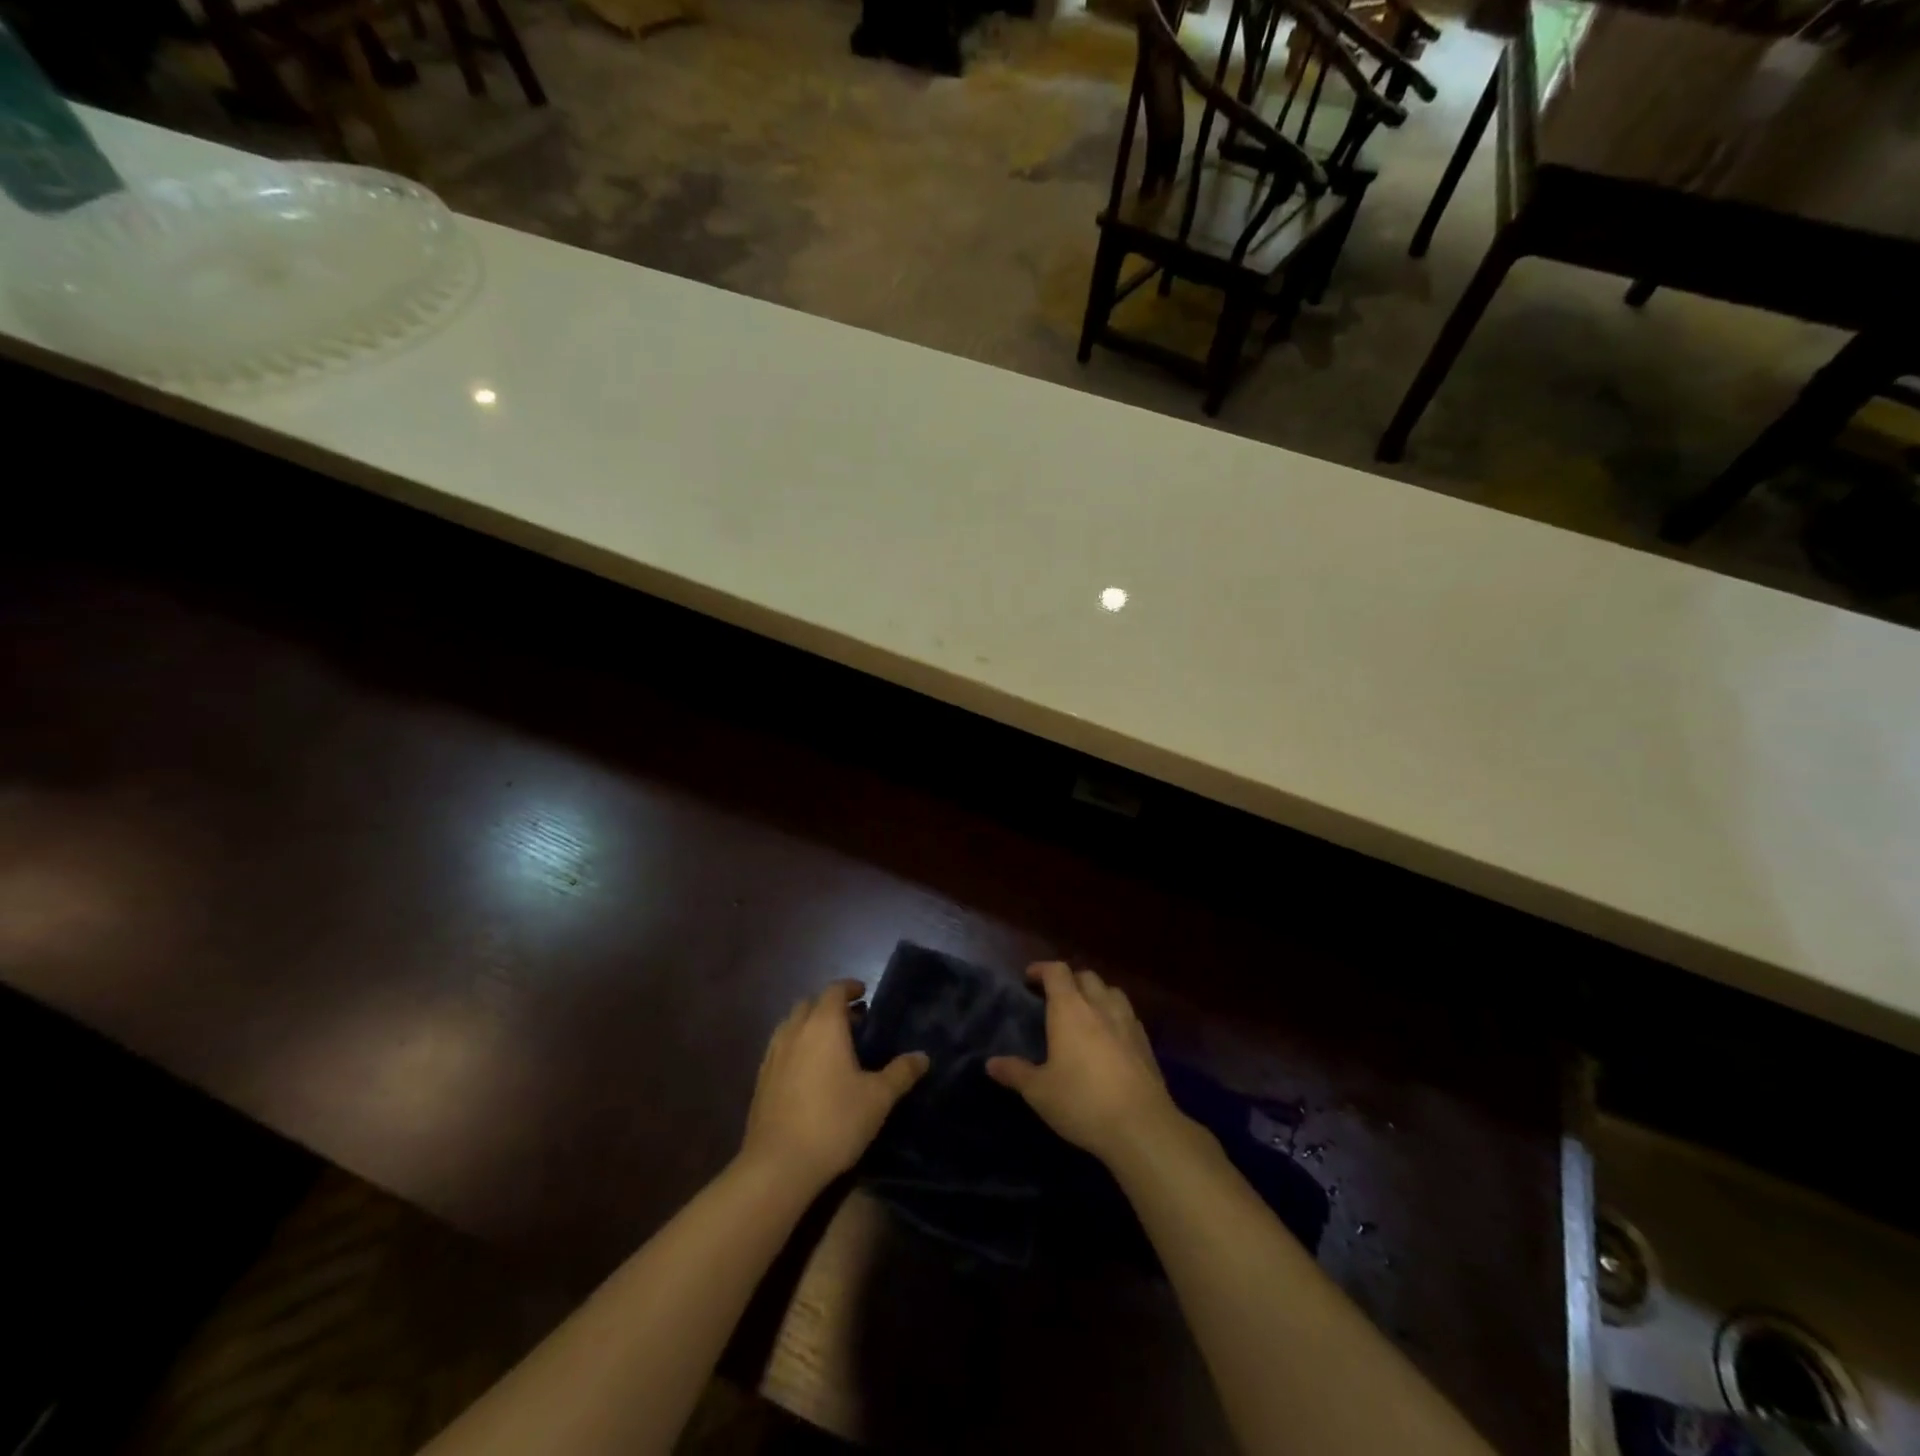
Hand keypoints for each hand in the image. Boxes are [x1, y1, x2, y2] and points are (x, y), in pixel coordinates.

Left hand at [740, 980, 928, 1194]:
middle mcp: (795, 1031)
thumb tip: (922, 1056)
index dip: (850, 988)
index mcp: (823, 1025)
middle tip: (853, 1023)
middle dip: (830, 1007)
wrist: (778, 1165)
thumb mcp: (878, 1098)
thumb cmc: (834, 1121)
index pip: (834, 990)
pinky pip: (780, 1048)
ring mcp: (773, 1055)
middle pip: (810, 1004)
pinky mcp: (760, 1079)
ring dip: (810, 1026)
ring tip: (831, 1046)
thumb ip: (901, 1073)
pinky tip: (809, 1073)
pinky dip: (796, 1047)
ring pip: (791, 1025)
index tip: (864, 993)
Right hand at [986, 962, 1184, 1167]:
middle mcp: (1100, 1006)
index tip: (1029, 978)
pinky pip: (1127, 1014)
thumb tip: (991, 1063)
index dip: (1042, 969)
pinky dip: (1115, 1015)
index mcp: (1070, 1009)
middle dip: (1069, 980)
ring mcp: (1127, 1022)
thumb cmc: (1082, 1102)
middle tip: (1055, 997)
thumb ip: (1015, 1073)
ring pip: (1111, 991)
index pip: (1057, 972)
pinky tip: (1110, 1037)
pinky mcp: (1146, 1042)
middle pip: (1086, 976)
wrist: (1141, 1126)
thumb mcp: (1040, 1092)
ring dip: (1096, 993)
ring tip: (1085, 1012)